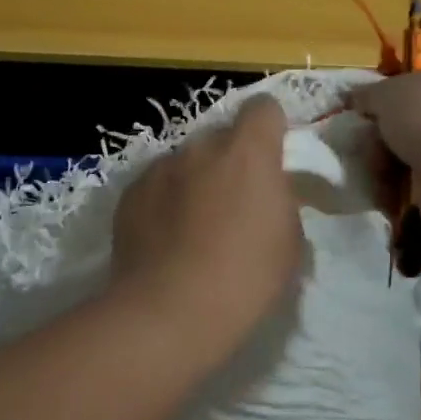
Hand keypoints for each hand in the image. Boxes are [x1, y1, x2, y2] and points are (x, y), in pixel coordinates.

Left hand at [108, 95, 302, 364]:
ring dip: (196, 181)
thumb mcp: (290, 241)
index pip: (264, 108)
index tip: (273, 156)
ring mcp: (161, 167)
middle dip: (231, 160)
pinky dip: (165, 202)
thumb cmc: (245, 277)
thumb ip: (281, 199)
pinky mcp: (130, 193)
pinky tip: (165, 241)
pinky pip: (157, 185)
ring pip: (187, 162)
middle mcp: (202, 147)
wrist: (168, 311)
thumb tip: (268, 192)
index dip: (270, 126)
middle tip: (235, 203)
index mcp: (248, 152)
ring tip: (194, 227)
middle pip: (222, 137)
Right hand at [348, 68, 420, 248]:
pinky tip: (386, 196)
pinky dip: (396, 194)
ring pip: (406, 159)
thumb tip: (357, 99)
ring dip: (384, 168)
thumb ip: (369, 94)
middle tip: (363, 148)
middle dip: (379, 139)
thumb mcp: (388, 92)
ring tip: (374, 175)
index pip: (413, 88)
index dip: (384, 101)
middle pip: (406, 126)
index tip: (360, 115)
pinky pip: (413, 190)